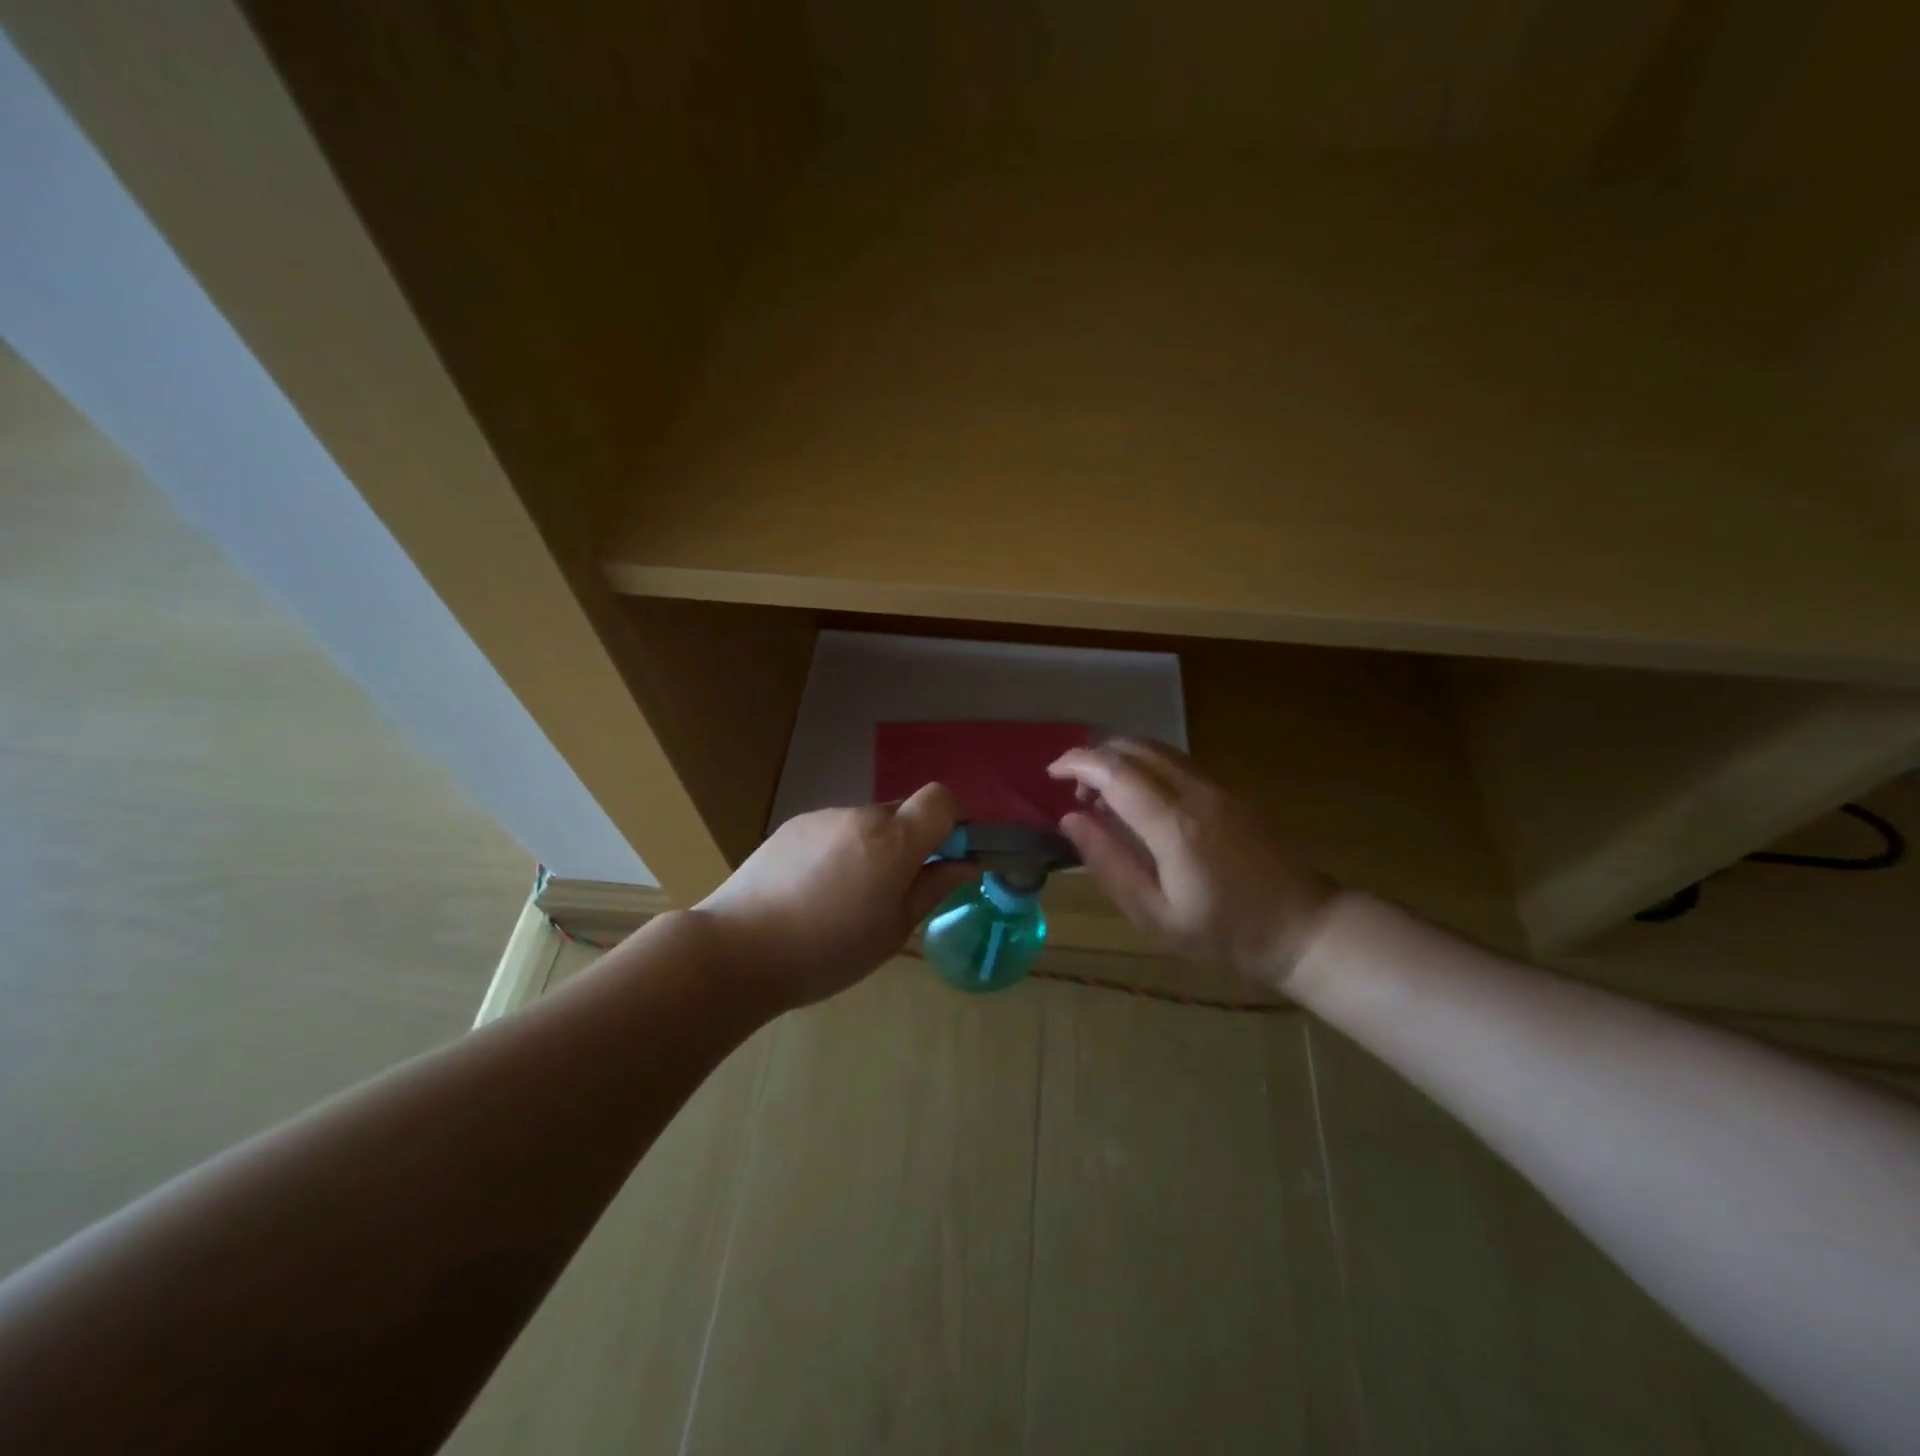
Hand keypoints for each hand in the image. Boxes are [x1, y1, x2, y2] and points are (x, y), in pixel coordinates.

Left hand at [692, 783, 979, 1010]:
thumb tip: (967, 864)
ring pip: (866, 824)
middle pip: (903, 813)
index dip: (953, 820)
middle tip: (892, 892)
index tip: (946, 856)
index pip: (942, 798)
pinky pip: (833, 830)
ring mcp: (823, 817)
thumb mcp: (894, 930)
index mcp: (893, 840)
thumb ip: (933, 888)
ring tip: (842, 899)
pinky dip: (838, 851)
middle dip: (909, 843)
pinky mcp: (792, 826)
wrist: (738, 949)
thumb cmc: (828, 951)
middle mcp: (861, 815)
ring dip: (871, 849)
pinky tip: (811, 892)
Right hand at [1049, 740, 1340, 987]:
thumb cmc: (1222, 932)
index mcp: (1173, 825)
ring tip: (1100, 796)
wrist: (1299, 925)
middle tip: (1072, 791)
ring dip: (1117, 759)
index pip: (1114, 772)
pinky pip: (1173, 759)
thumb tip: (1070, 820)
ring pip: (1154, 747)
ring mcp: (1215, 785)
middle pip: (1132, 747)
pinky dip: (1142, 764)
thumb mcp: (1153, 914)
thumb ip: (1108, 863)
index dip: (1076, 764)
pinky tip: (1135, 798)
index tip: (1050, 775)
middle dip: (1093, 757)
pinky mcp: (1226, 788)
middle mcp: (1194, 791)